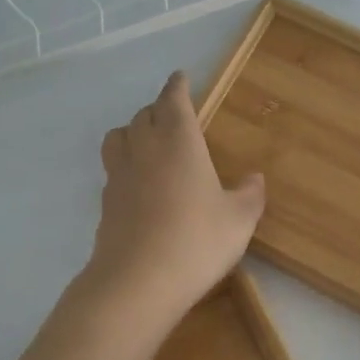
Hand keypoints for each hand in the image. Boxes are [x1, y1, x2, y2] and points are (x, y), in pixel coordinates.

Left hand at [83, 71, 265, 329]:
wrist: (138, 282)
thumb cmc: (196, 241)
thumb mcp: (239, 220)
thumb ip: (249, 195)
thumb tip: (254, 178)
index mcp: (178, 141)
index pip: (173, 100)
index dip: (177, 86)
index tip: (181, 78)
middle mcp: (144, 149)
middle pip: (143, 115)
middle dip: (158, 109)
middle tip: (173, 116)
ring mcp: (119, 175)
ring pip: (119, 137)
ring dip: (133, 131)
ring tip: (148, 143)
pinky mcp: (105, 203)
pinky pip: (114, 169)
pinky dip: (126, 165)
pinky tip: (140, 185)